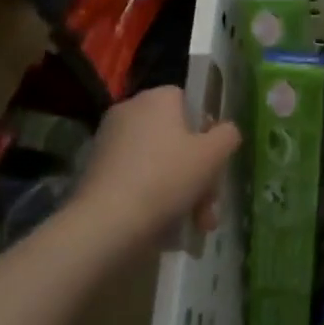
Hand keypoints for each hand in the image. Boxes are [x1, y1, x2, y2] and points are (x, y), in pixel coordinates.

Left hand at [63, 87, 240, 254]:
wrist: (107, 224)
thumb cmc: (167, 178)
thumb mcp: (213, 154)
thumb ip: (227, 135)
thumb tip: (224, 132)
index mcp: (156, 98)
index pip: (190, 102)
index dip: (207, 129)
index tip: (215, 159)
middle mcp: (129, 112)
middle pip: (176, 137)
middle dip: (199, 172)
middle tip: (209, 204)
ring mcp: (108, 143)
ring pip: (160, 162)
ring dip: (183, 190)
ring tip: (197, 224)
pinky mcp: (96, 173)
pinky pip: (137, 179)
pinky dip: (154, 198)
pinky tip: (169, 226)